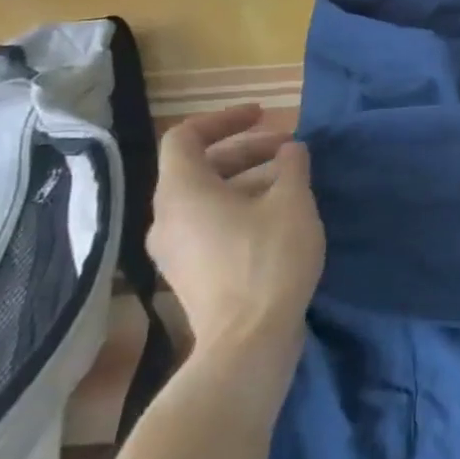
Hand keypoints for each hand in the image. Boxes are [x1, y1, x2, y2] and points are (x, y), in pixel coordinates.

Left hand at [148, 104, 325, 356]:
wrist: (248, 342)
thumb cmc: (269, 260)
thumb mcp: (292, 202)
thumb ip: (292, 166)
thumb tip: (290, 150)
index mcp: (182, 192)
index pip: (186, 136)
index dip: (225, 119)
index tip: (264, 116)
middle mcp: (166, 218)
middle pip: (199, 167)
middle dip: (247, 150)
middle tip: (290, 150)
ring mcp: (174, 250)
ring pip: (207, 198)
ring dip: (247, 180)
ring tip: (291, 182)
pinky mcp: (189, 275)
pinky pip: (209, 225)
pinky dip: (239, 209)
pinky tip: (277, 218)